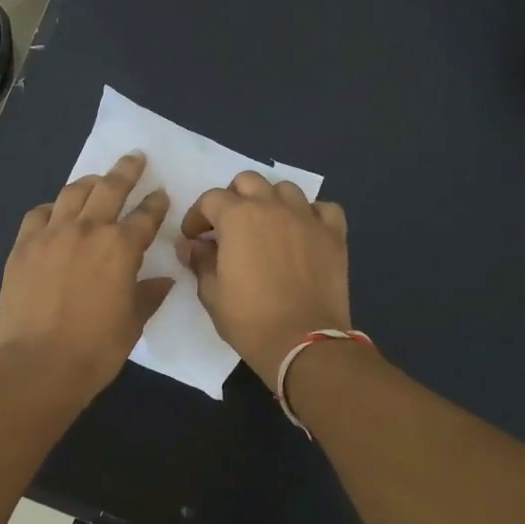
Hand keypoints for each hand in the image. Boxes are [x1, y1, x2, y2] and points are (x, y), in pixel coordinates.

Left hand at [0, 151, 173, 401]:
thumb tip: (164, 280)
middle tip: (135, 159)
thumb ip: (149, 295)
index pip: (146, 215)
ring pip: (73, 193)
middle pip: (110, 188)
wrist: (37, 364)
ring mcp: (51, 234)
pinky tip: (56, 212)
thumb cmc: (95, 349)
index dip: (156, 203)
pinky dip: (52, 208)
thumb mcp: (132, 323)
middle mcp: (87, 230)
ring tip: (97, 179)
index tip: (160, 194)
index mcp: (121, 247)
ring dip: (89, 182)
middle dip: (126, 171)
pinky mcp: (23, 246)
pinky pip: (39, 214)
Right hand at [178, 172, 350, 389]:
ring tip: (267, 225)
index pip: (210, 199)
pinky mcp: (333, 235)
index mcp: (238, 218)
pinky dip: (311, 214)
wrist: (303, 342)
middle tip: (228, 226)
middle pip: (248, 181)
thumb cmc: (249, 319)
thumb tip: (191, 246)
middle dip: (233, 198)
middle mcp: (272, 207)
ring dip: (271, 201)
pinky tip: (304, 231)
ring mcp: (306, 218)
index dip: (197, 217)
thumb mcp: (212, 294)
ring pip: (286, 188)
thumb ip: (200, 261)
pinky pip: (323, 209)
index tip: (194, 238)